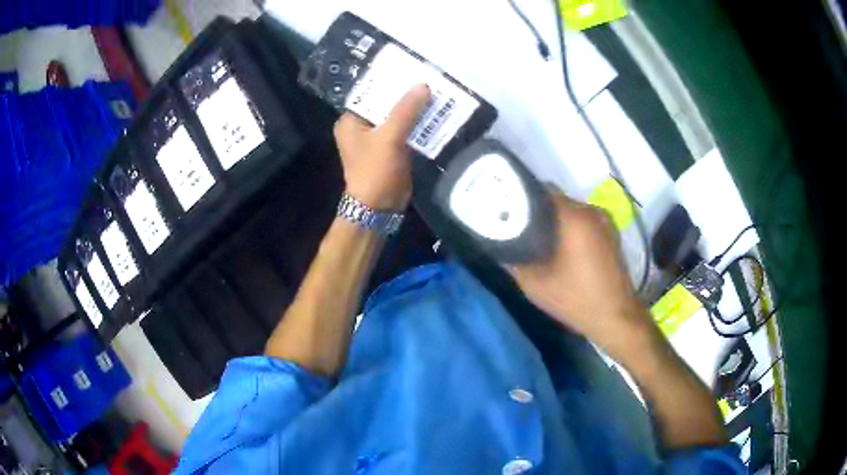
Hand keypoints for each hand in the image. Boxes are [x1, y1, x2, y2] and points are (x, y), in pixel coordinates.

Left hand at [334, 84, 430, 210]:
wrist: (379, 208)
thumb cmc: (375, 170)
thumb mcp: (389, 137)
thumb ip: (406, 110)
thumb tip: (423, 85)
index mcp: (351, 121)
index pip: (369, 93)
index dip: (388, 81)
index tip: (409, 69)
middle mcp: (361, 127)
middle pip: (385, 104)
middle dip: (405, 95)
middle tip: (427, 79)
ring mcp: (376, 140)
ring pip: (397, 118)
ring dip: (414, 110)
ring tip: (436, 92)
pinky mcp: (390, 150)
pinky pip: (405, 131)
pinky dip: (417, 125)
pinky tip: (435, 114)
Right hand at [510, 192, 653, 357]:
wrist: (616, 317)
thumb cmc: (576, 299)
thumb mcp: (535, 285)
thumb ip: (515, 261)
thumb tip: (501, 245)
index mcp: (575, 217)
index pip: (542, 192)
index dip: (523, 199)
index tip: (507, 211)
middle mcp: (592, 211)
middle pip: (558, 200)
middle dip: (538, 211)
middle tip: (519, 228)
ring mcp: (605, 221)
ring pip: (572, 211)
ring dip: (555, 221)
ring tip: (538, 238)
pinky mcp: (611, 233)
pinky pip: (584, 221)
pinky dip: (571, 228)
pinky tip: (561, 247)